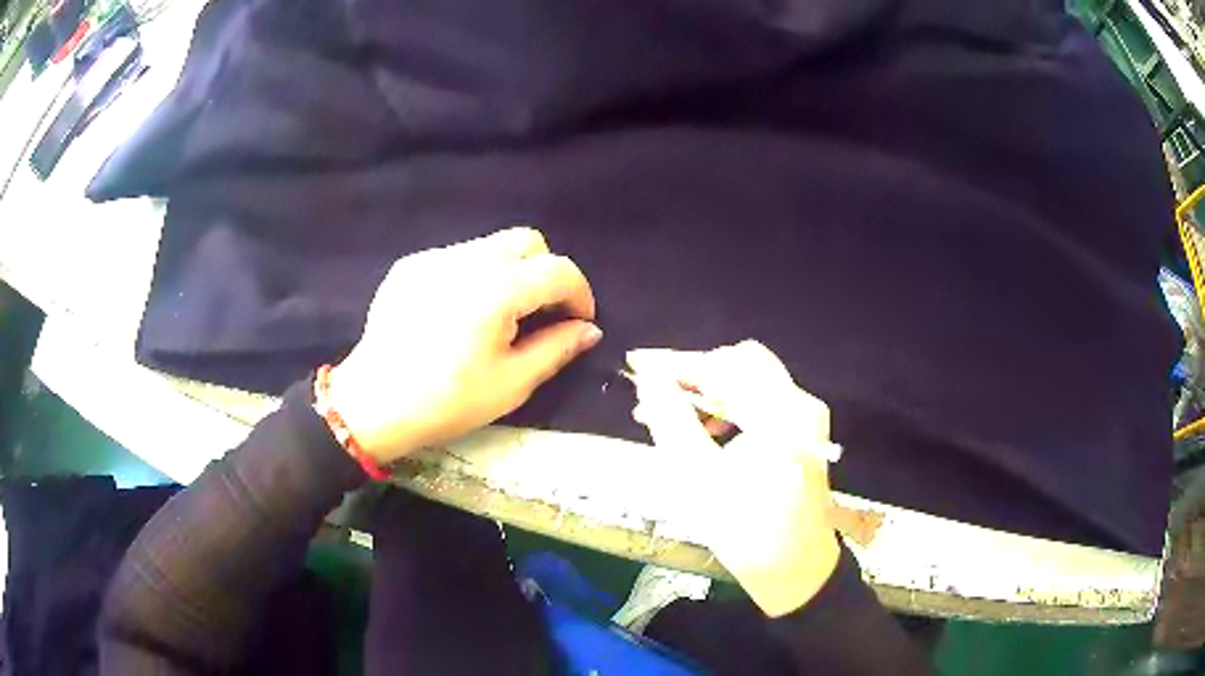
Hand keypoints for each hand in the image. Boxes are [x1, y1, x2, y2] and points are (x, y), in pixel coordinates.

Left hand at [329, 227, 601, 463]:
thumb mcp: (512, 382)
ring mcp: (435, 258)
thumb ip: (557, 349)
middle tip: (542, 312)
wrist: (373, 403)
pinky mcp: (410, 266)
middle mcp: (469, 259)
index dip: (580, 294)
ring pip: (490, 245)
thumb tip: (588, 330)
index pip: (558, 270)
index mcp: (499, 288)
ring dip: (510, 271)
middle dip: (546, 271)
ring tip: (499, 314)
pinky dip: (473, 275)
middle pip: (527, 241)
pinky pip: (456, 258)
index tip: (580, 322)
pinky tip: (458, 313)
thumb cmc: (448, 400)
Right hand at [626, 340, 840, 616]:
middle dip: (694, 373)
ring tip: (669, 412)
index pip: (724, 366)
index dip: (677, 364)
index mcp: (780, 415)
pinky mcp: (801, 431)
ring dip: (708, 389)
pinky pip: (760, 401)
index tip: (638, 365)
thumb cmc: (748, 533)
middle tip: (654, 392)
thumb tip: (649, 381)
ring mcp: (804, 417)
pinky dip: (727, 405)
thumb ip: (673, 423)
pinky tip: (702, 427)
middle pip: (741, 364)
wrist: (797, 571)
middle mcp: (799, 404)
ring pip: (750, 381)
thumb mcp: (701, 480)